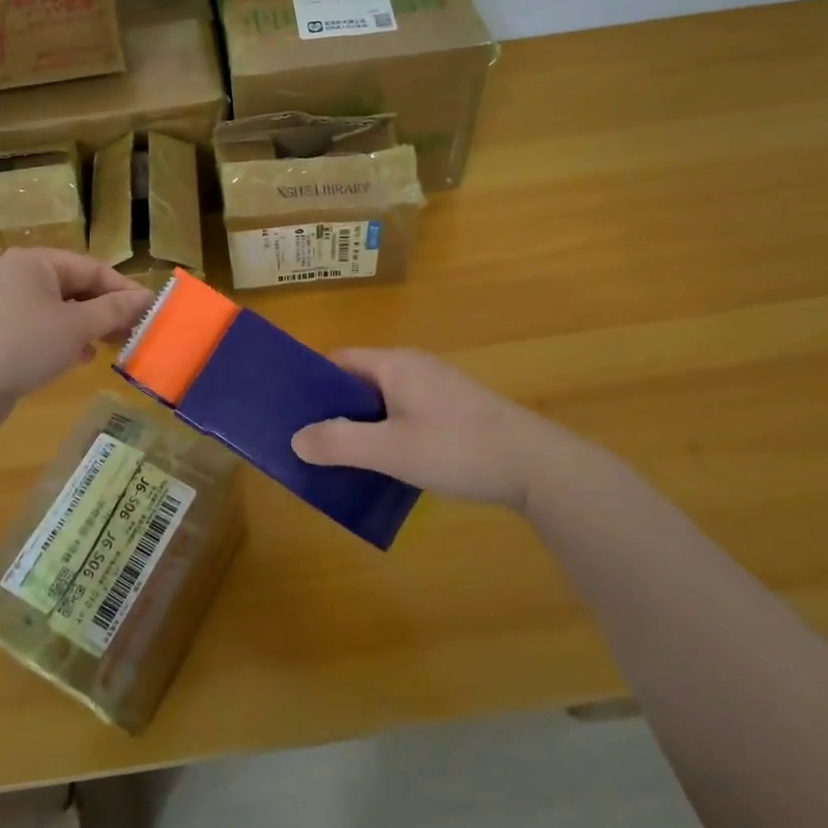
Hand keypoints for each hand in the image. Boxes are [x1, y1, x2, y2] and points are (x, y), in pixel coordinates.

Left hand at [0, 249, 152, 433]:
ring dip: (87, 327)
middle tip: (133, 333)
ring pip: (57, 311)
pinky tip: (79, 359)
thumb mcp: (76, 327)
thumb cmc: (22, 345)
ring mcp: (1, 306)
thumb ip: (114, 311)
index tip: (150, 312)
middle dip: (105, 310)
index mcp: (34, 262)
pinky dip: (62, 341)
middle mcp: (16, 277)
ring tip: (111, 346)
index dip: (124, 289)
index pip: (92, 268)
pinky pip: (38, 330)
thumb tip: (146, 298)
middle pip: (74, 287)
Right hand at [290, 349, 593, 512]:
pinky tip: (384, 464)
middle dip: (333, 409)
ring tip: (339, 458)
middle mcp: (413, 367)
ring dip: (361, 426)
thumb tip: (296, 439)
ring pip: (382, 402)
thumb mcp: (392, 450)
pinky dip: (387, 433)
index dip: (312, 382)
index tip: (291, 412)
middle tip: (309, 442)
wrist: (536, 467)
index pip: (338, 360)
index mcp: (395, 364)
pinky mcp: (454, 411)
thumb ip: (340, 443)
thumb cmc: (457, 448)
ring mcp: (437, 388)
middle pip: (359, 381)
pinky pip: (405, 414)